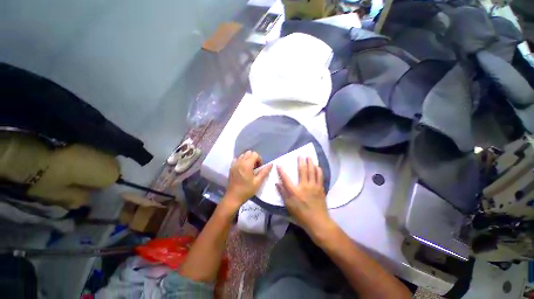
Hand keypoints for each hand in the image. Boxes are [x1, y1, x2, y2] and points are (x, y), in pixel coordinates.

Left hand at [224, 150, 271, 210]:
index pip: (255, 154)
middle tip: (255, 167)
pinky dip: (242, 161)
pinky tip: (243, 169)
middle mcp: (239, 161)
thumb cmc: (247, 190)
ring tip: (249, 168)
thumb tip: (271, 164)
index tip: (259, 168)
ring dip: (248, 159)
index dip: (259, 159)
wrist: (233, 197)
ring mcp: (234, 164)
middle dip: (254, 158)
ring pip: (243, 155)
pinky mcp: (231, 167)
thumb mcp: (258, 182)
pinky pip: (238, 159)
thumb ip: (264, 171)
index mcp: (246, 165)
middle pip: (249, 152)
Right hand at [276, 157, 334, 239]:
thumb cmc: (301, 215)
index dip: (281, 171)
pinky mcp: (320, 188)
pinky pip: (320, 176)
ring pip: (312, 171)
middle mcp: (304, 186)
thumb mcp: (289, 206)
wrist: (318, 222)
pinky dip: (318, 170)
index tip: (279, 164)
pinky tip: (318, 166)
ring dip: (311, 163)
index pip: (286, 179)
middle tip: (300, 155)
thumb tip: (277, 183)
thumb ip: (283, 193)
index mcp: (295, 191)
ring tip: (309, 157)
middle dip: (301, 161)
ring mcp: (314, 186)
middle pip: (302, 170)